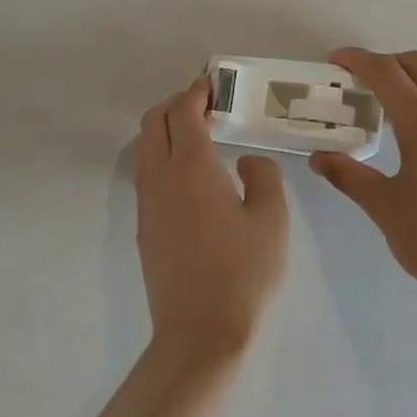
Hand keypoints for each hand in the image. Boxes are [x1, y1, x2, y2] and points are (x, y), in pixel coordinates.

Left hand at [135, 76, 289, 361]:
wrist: (200, 332)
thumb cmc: (243, 273)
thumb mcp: (272, 220)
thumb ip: (263, 176)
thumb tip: (245, 162)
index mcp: (191, 168)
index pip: (184, 112)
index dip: (197, 92)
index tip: (214, 84)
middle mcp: (161, 178)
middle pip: (154, 122)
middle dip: (176, 103)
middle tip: (206, 104)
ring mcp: (147, 203)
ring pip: (144, 147)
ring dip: (165, 129)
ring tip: (198, 134)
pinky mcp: (145, 227)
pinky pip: (146, 173)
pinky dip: (161, 154)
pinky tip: (190, 173)